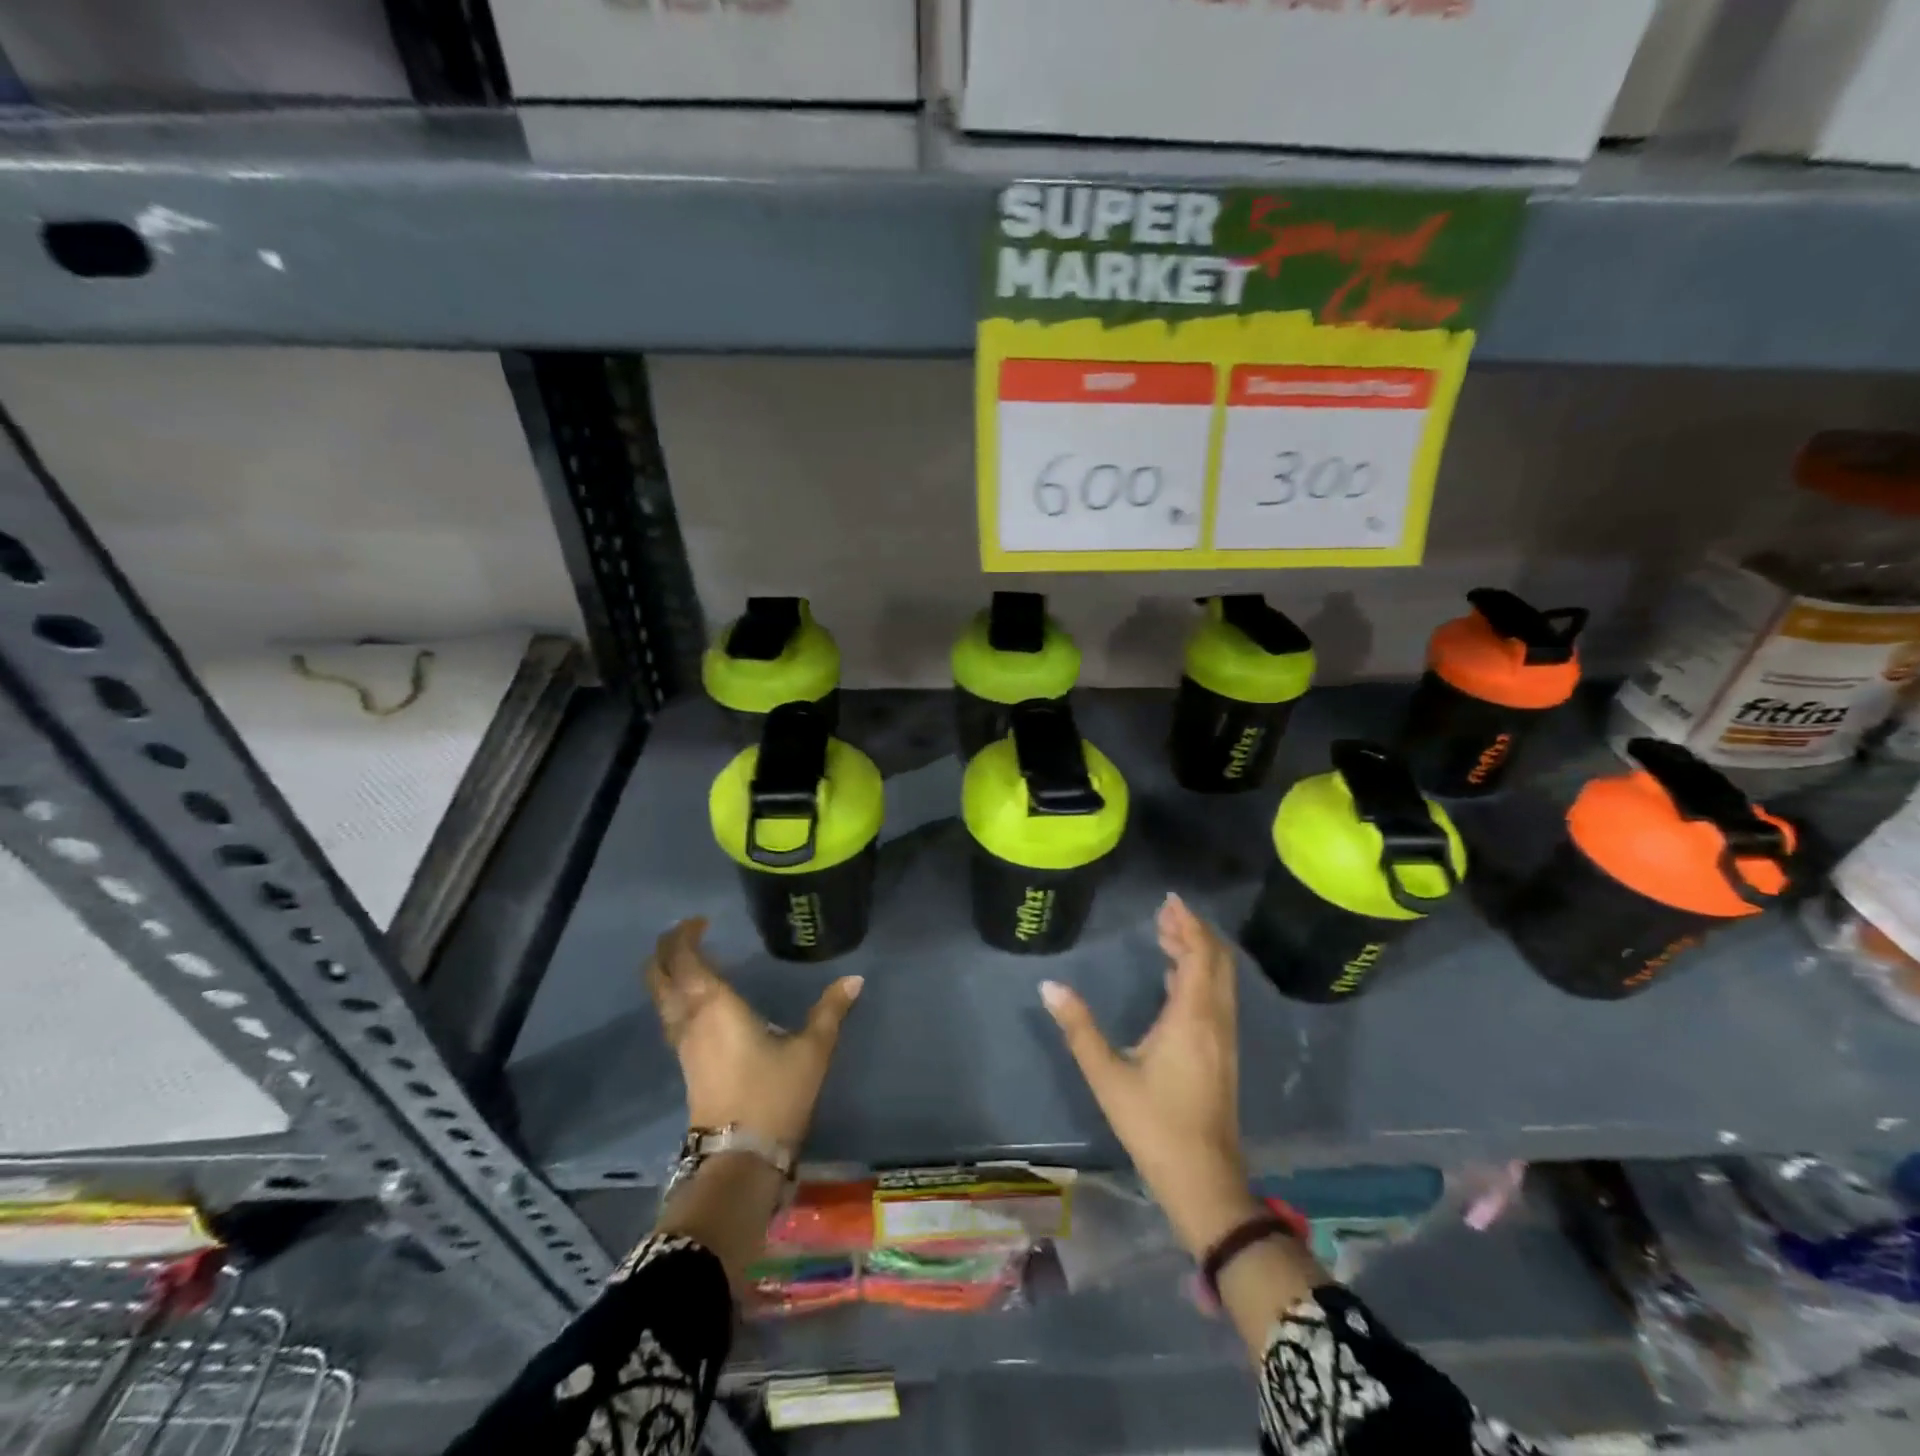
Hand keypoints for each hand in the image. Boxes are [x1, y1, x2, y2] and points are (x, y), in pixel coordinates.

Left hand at [645, 917, 862, 1147]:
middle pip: (660, 975)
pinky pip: (671, 1016)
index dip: (685, 934)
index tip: (702, 920)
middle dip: (666, 950)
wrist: (741, 1157)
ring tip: (694, 959)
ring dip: (668, 973)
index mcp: (714, 1005)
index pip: (684, 958)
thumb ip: (831, 1010)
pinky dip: (677, 996)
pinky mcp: (686, 1064)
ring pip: (661, 997)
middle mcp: (690, 1019)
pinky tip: (699, 999)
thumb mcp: (812, 1049)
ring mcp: (683, 1044)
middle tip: (689, 933)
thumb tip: (854, 978)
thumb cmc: (774, 1094)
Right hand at [1041, 894, 1261, 1258]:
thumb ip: (1079, 1028)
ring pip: (1220, 979)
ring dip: (1199, 952)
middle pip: (1216, 960)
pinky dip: (1201, 974)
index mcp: (1191, 1017)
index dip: (1187, 924)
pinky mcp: (1223, 1054)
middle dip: (1193, 931)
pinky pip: (1218, 997)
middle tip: (1164, 914)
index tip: (1168, 901)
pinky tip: (1176, 979)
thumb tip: (1049, 986)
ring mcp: (1224, 1038)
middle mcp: (1215, 1019)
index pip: (1199, 954)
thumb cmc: (1153, 1124)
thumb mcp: (1107, 1075)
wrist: (1204, 1180)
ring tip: (1168, 935)